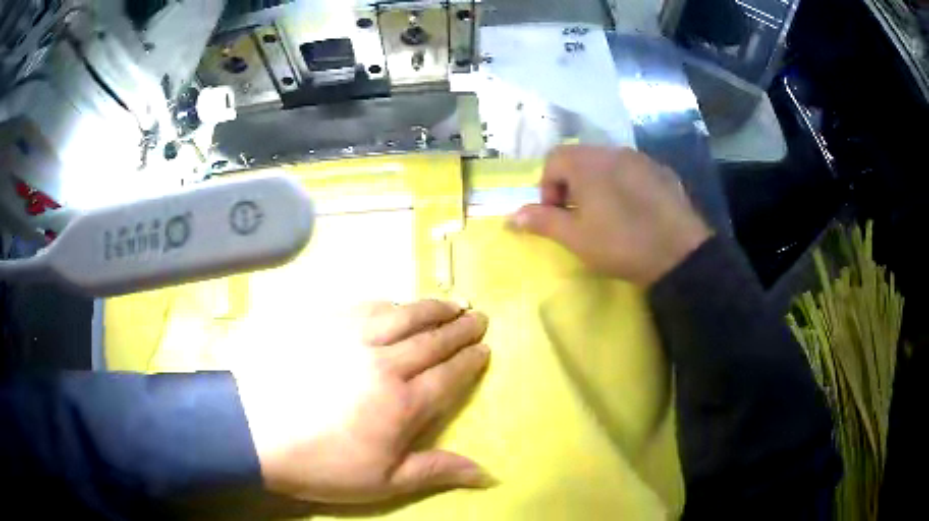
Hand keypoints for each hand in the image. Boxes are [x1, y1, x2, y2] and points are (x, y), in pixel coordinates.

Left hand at [233, 300, 491, 503]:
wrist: (256, 432)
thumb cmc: (323, 465)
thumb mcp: (384, 482)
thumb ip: (437, 470)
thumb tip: (488, 475)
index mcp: (404, 403)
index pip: (449, 374)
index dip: (470, 360)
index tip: (485, 348)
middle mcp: (386, 363)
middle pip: (433, 339)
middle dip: (460, 327)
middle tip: (478, 315)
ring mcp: (353, 338)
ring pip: (404, 316)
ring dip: (432, 308)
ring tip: (451, 303)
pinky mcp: (325, 325)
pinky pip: (367, 307)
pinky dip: (391, 304)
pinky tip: (398, 303)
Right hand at [511, 145, 711, 286]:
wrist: (679, 253)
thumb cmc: (621, 244)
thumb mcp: (576, 238)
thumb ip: (542, 221)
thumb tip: (512, 216)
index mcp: (587, 163)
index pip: (553, 159)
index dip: (547, 187)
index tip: (557, 215)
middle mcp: (613, 151)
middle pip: (580, 158)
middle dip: (572, 185)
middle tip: (580, 217)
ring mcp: (641, 159)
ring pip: (608, 164)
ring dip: (599, 184)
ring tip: (608, 215)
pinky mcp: (662, 171)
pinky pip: (633, 171)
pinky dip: (624, 185)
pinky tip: (635, 212)